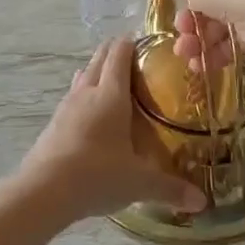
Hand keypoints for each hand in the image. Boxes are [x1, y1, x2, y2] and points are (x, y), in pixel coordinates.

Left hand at [14, 38, 207, 219]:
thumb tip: (202, 202)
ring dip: (97, 75)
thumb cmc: (96, 175)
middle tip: (138, 64)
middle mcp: (86, 92)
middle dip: (116, 54)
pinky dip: (84, 99)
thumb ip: (170, 188)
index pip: (120, 53)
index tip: (149, 45)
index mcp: (111, 94)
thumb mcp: (139, 183)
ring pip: (83, 77)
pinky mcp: (52, 125)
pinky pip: (72, 100)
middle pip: (99, 58)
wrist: (42, 192)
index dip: (133, 43)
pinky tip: (93, 120)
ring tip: (116, 88)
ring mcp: (66, 107)